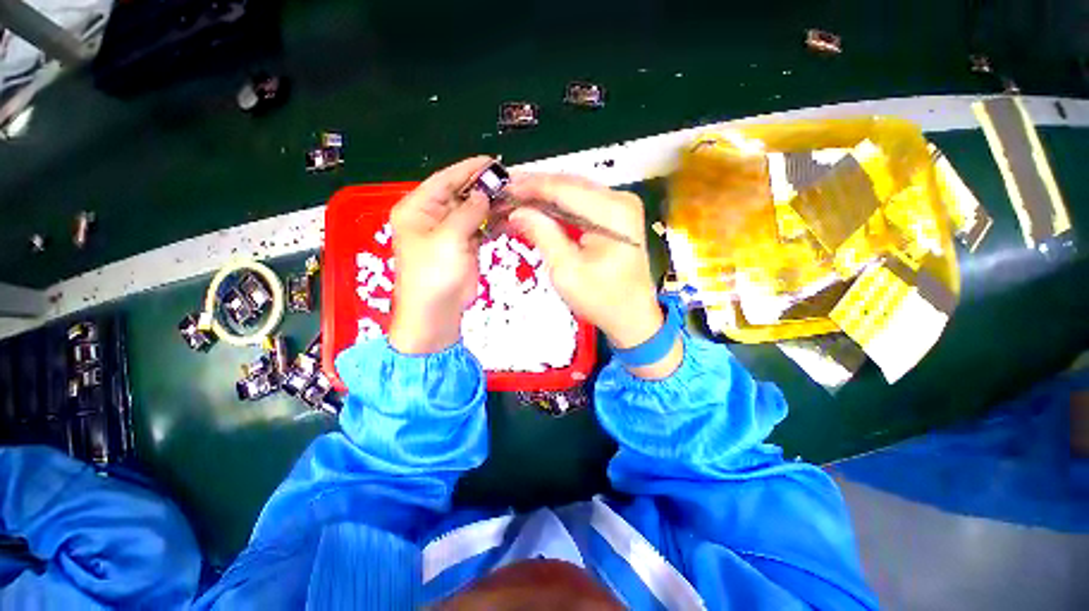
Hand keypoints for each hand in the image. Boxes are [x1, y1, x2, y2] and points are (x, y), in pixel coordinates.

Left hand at [388, 157, 491, 353]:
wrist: (437, 312)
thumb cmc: (434, 274)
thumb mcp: (449, 238)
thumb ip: (468, 212)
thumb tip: (484, 194)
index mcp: (418, 209)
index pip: (444, 180)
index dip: (468, 169)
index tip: (492, 161)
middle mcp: (432, 217)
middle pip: (460, 194)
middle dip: (483, 187)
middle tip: (509, 180)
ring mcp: (450, 233)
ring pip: (472, 211)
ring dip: (490, 205)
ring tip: (513, 196)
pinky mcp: (464, 246)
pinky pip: (480, 228)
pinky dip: (492, 222)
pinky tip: (508, 215)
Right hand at [505, 174, 681, 378]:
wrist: (632, 317)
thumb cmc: (601, 299)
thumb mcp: (566, 270)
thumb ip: (543, 235)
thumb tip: (518, 211)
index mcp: (613, 212)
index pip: (563, 188)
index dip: (529, 185)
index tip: (501, 186)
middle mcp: (621, 200)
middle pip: (569, 184)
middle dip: (535, 187)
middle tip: (504, 191)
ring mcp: (621, 206)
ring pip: (574, 191)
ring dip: (545, 195)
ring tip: (516, 198)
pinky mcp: (617, 216)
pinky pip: (582, 203)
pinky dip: (558, 206)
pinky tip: (539, 208)